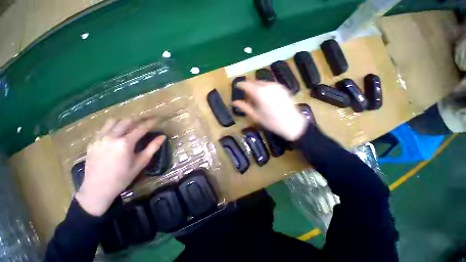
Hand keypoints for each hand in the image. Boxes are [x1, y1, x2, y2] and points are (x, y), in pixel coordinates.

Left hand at [76, 118, 165, 215]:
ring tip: (132, 124)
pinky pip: (104, 128)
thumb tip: (162, 137)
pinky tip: (118, 132)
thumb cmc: (122, 177)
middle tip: (147, 119)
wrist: (97, 189)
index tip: (158, 118)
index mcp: (125, 143)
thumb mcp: (141, 163)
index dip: (151, 122)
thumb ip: (153, 147)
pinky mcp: (92, 142)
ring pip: (113, 121)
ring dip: (125, 120)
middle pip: (127, 121)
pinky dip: (113, 126)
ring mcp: (100, 138)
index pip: (141, 128)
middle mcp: (111, 137)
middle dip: (139, 118)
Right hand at [232, 81, 306, 140]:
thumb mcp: (255, 116)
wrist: (292, 123)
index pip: (247, 84)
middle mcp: (268, 85)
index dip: (241, 85)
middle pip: (254, 82)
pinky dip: (264, 88)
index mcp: (260, 93)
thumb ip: (244, 107)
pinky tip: (265, 97)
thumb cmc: (271, 122)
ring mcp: (276, 85)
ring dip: (256, 87)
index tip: (237, 87)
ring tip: (256, 98)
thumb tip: (234, 102)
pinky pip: (269, 84)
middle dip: (249, 87)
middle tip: (247, 97)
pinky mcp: (282, 87)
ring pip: (262, 83)